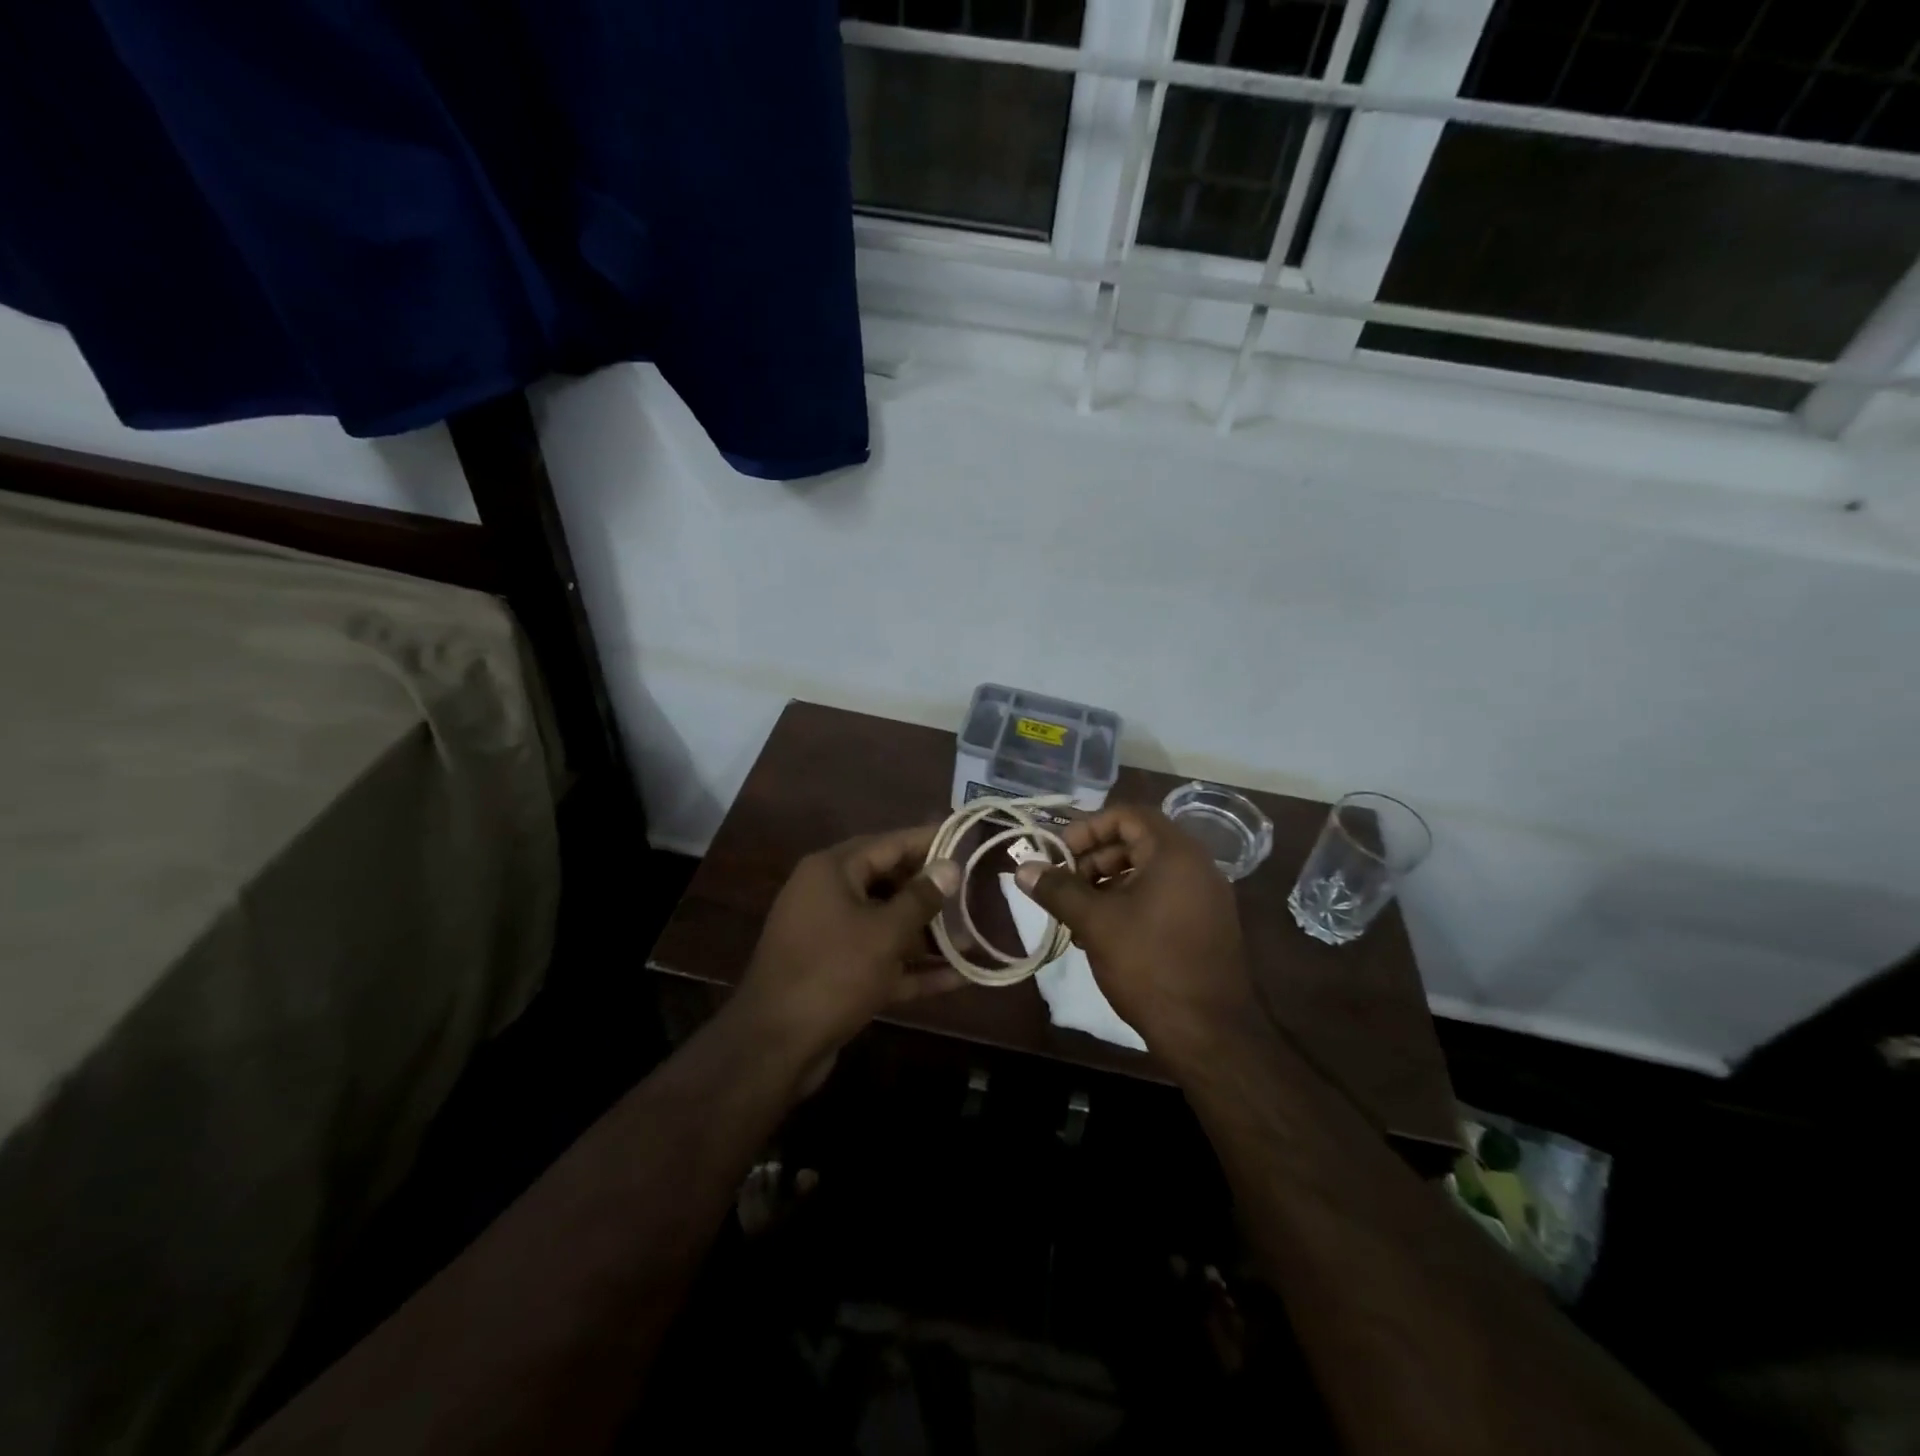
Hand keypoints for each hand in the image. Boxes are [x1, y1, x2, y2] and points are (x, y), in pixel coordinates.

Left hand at [735, 825, 963, 1066]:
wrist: (774, 1047)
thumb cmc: (833, 973)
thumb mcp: (885, 933)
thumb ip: (921, 897)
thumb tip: (950, 866)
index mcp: (833, 871)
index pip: (890, 844)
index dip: (929, 841)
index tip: (967, 838)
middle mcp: (828, 895)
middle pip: (889, 882)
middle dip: (932, 893)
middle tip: (976, 892)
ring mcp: (831, 936)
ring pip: (887, 924)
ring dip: (927, 934)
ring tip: (974, 939)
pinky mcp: (836, 973)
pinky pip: (881, 959)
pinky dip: (913, 967)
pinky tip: (958, 977)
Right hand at [1014, 804, 1257, 1060]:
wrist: (1209, 1033)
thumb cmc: (1149, 965)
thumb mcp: (1095, 922)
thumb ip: (1057, 889)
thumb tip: (1022, 868)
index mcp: (1175, 853)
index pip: (1128, 815)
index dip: (1088, 827)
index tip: (1060, 853)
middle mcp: (1196, 866)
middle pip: (1136, 841)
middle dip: (1094, 859)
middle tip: (1064, 884)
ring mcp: (1205, 897)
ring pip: (1147, 872)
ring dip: (1107, 884)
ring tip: (1075, 914)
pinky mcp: (1205, 925)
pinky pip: (1161, 896)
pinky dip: (1129, 903)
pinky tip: (1101, 934)